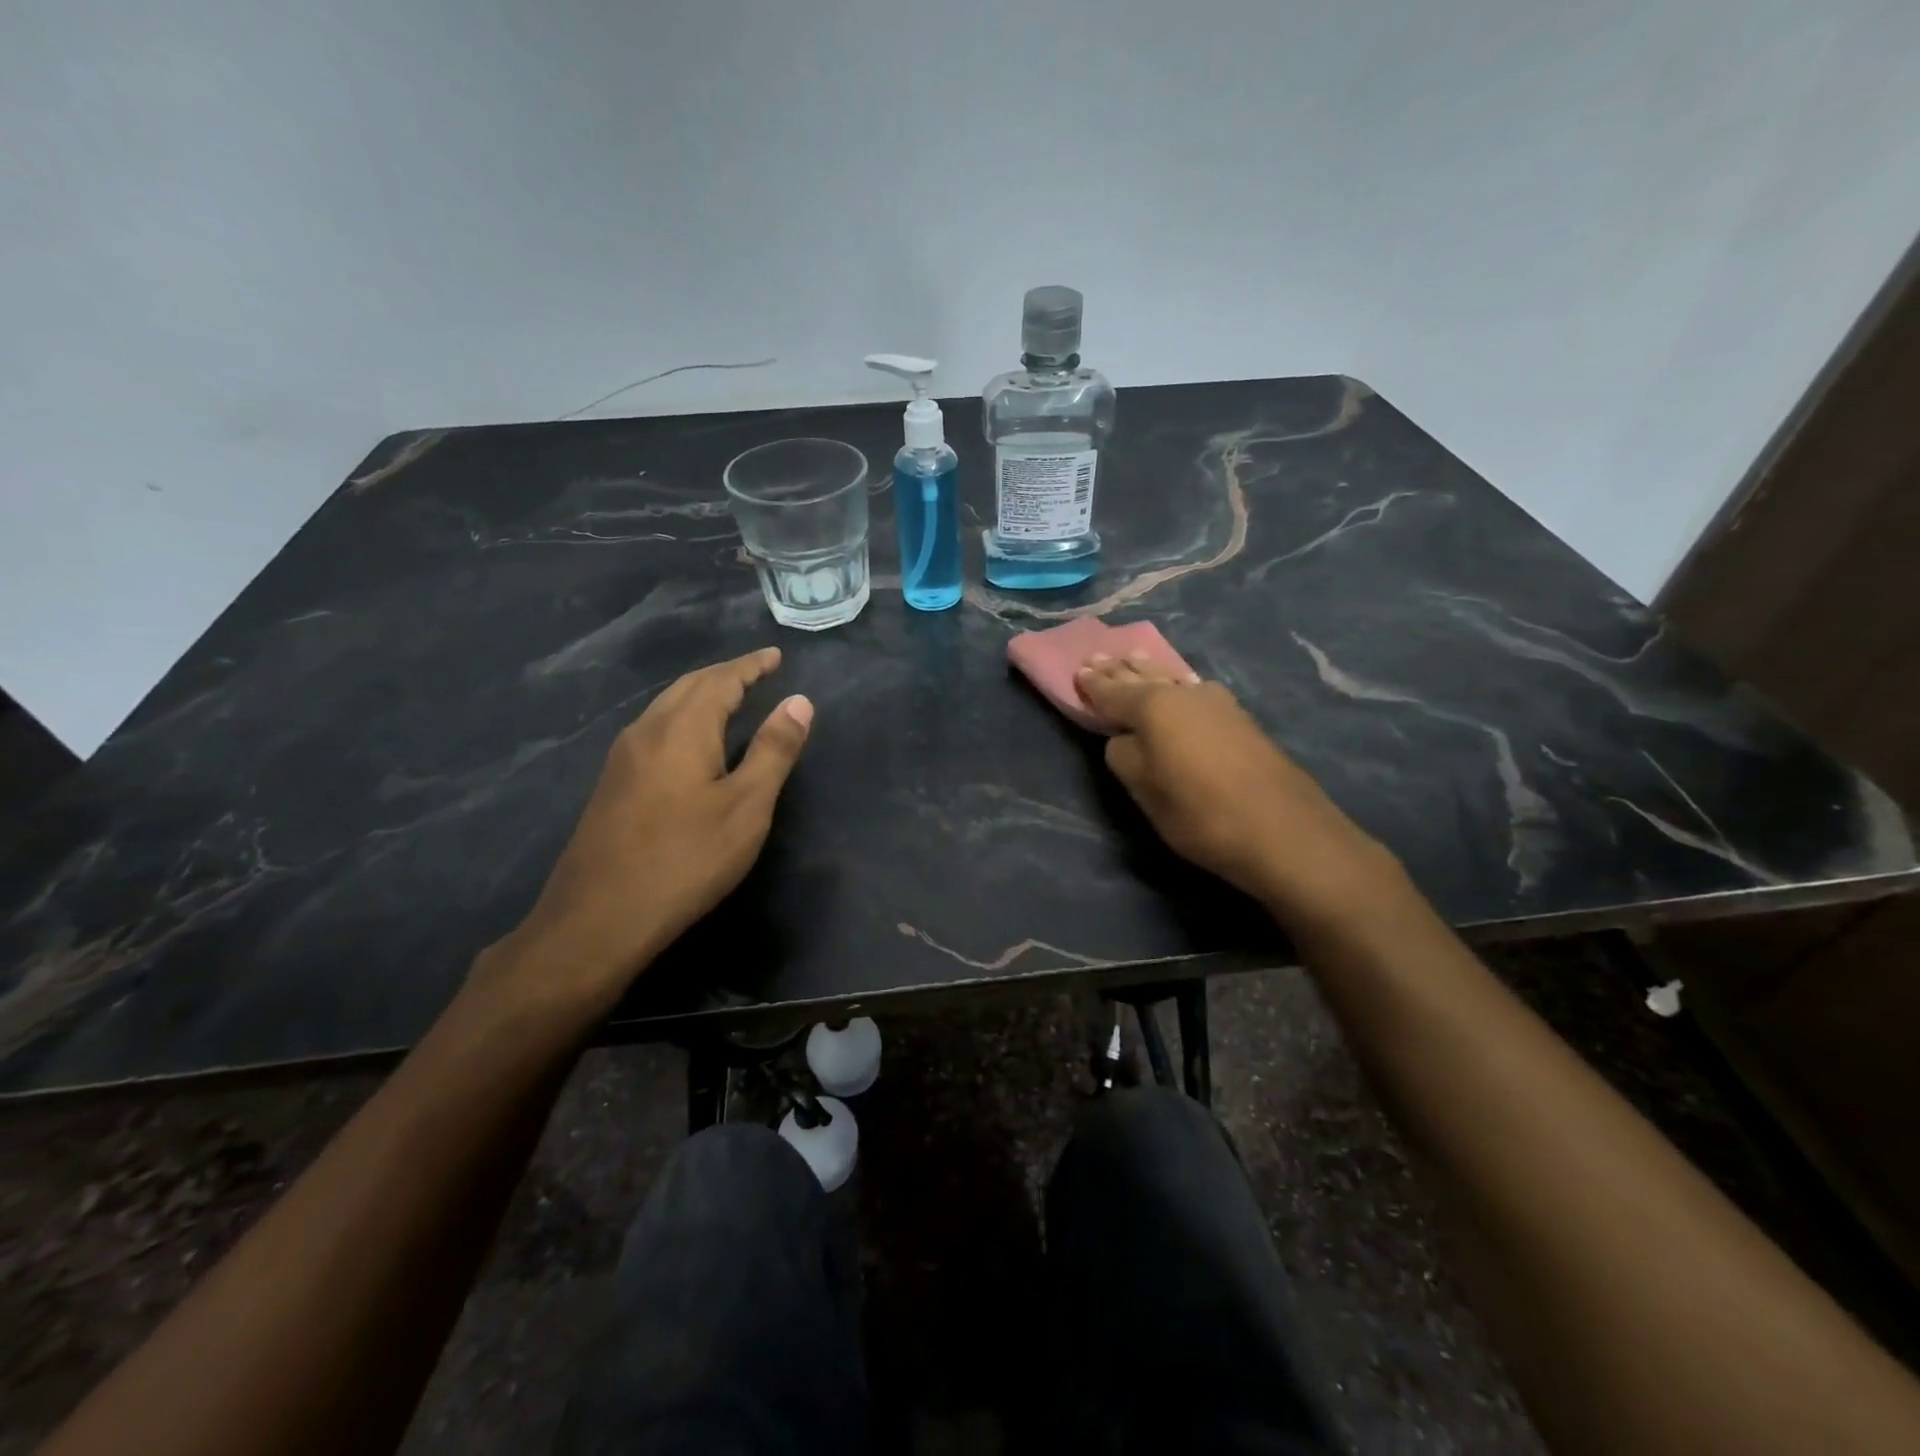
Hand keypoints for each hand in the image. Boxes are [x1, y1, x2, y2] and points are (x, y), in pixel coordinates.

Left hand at [477, 647, 811, 1015]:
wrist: (598, 919)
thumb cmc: (685, 859)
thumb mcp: (746, 807)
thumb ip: (773, 750)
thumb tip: (799, 701)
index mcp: (681, 729)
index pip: (721, 680)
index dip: (751, 666)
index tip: (775, 656)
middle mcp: (646, 732)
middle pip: (688, 687)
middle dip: (725, 674)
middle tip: (758, 672)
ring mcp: (622, 759)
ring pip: (666, 707)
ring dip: (700, 695)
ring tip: (730, 699)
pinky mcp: (612, 785)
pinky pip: (654, 730)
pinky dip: (682, 718)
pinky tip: (690, 742)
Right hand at [1075, 652, 1398, 925]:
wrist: (1282, 830)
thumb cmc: (1199, 812)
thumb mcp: (1143, 790)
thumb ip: (1124, 756)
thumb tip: (1125, 738)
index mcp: (1153, 706)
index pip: (1112, 690)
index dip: (1093, 684)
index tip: (1078, 671)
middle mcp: (1185, 693)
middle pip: (1144, 675)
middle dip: (1120, 669)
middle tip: (1099, 656)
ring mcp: (1218, 703)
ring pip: (1173, 679)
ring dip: (1150, 672)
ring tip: (1134, 660)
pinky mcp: (1241, 719)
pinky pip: (1195, 690)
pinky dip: (1177, 685)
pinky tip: (1180, 684)